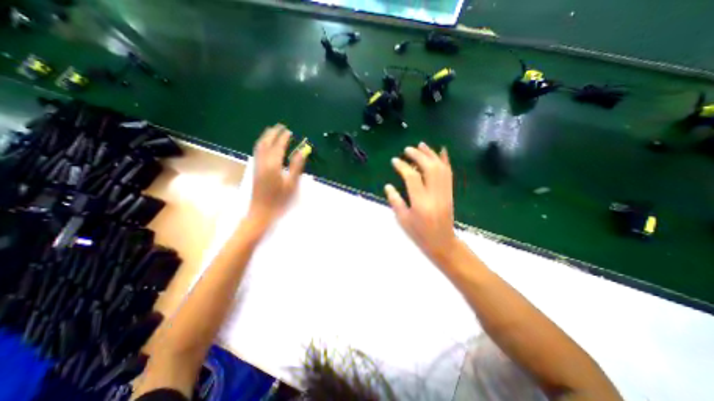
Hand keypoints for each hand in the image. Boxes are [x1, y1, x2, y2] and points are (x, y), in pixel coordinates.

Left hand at [247, 123, 305, 230]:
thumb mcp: (291, 183)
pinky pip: (257, 152)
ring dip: (265, 137)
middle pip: (266, 143)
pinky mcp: (255, 170)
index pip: (278, 146)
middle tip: (280, 126)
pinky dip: (262, 144)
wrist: (262, 211)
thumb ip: (296, 166)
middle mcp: (263, 162)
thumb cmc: (279, 199)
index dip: (284, 138)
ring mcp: (257, 166)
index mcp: (273, 165)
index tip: (289, 131)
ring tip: (272, 131)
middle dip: (272, 133)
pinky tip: (265, 145)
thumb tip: (302, 151)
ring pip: (259, 146)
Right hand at [385, 142, 457, 262]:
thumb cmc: (419, 233)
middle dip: (418, 155)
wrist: (442, 242)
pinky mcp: (450, 193)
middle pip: (429, 168)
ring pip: (440, 168)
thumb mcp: (403, 220)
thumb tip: (388, 186)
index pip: (412, 177)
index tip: (395, 160)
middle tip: (407, 149)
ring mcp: (445, 192)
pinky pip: (449, 173)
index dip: (403, 166)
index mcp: (420, 202)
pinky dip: (445, 160)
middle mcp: (434, 194)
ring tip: (421, 145)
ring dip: (431, 154)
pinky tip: (441, 151)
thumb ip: (395, 201)